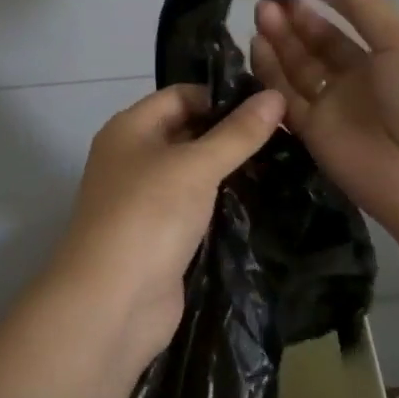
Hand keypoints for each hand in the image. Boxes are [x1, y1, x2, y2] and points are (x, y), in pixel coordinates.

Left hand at [45, 84, 284, 362]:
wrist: (112, 303)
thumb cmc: (149, 215)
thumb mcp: (196, 165)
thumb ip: (238, 133)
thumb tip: (275, 95)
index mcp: (130, 129)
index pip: (180, 95)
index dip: (221, 96)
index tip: (269, 106)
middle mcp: (133, 158)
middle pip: (187, 132)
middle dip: (230, 134)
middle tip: (286, 136)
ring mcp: (145, 201)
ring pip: (193, 174)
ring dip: (229, 172)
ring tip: (282, 165)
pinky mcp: (160, 237)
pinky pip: (195, 209)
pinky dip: (222, 205)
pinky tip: (260, 203)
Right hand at [251, 0, 398, 245]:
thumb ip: (367, 4)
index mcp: (390, 52)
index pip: (349, 18)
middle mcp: (359, 77)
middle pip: (319, 42)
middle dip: (295, 17)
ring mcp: (335, 106)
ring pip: (298, 67)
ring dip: (280, 39)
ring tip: (260, 11)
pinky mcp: (313, 133)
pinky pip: (285, 98)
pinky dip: (270, 74)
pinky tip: (255, 45)